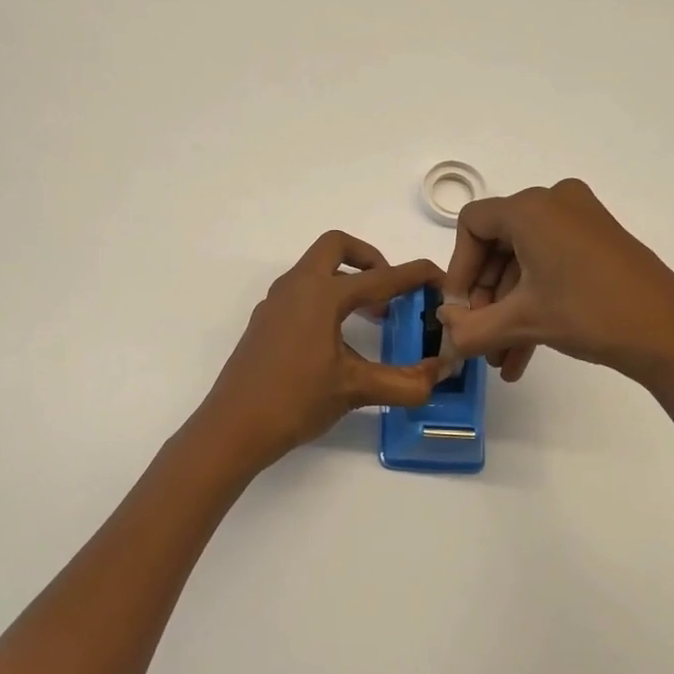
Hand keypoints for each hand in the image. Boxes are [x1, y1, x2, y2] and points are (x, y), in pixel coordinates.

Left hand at [182, 231, 442, 482]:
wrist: (233, 427)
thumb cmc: (295, 400)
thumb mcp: (356, 389)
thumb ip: (404, 382)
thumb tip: (440, 373)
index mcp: (321, 294)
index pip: (380, 277)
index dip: (415, 276)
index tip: (439, 279)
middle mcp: (296, 287)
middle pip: (336, 247)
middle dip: (370, 258)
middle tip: (391, 290)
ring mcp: (276, 302)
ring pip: (316, 269)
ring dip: (348, 279)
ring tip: (373, 316)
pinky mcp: (266, 321)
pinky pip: (302, 292)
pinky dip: (327, 298)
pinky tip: (339, 339)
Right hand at [439, 179, 673, 395]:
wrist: (673, 333)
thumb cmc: (589, 312)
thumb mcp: (522, 321)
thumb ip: (470, 329)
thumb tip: (443, 334)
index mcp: (530, 208)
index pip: (472, 225)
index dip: (459, 270)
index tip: (459, 310)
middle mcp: (553, 203)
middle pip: (498, 246)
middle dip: (486, 298)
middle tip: (480, 337)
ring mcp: (581, 221)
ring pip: (525, 263)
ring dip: (509, 310)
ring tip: (501, 358)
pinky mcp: (600, 243)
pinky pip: (551, 265)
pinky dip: (535, 303)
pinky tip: (522, 354)